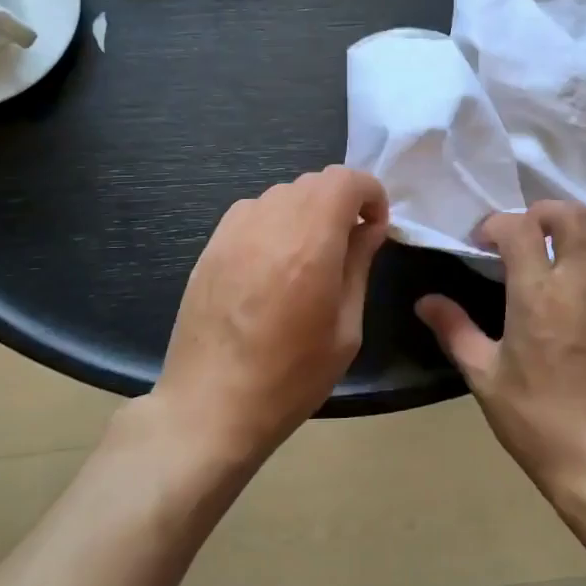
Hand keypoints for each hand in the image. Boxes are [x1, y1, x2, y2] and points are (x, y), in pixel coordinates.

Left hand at [152, 166, 389, 465]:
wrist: (210, 406)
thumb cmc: (290, 377)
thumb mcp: (346, 329)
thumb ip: (359, 266)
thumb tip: (370, 228)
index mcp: (310, 244)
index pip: (345, 180)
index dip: (370, 194)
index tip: (375, 228)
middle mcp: (271, 224)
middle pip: (315, 181)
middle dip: (342, 201)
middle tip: (349, 243)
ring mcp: (235, 231)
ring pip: (283, 193)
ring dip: (308, 210)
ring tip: (310, 254)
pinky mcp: (212, 245)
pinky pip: (253, 211)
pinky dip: (275, 221)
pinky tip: (273, 262)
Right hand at [416, 201, 585, 497]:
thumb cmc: (538, 420)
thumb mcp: (485, 376)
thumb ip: (454, 329)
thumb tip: (424, 301)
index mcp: (538, 294)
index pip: (519, 228)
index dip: (497, 224)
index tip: (486, 241)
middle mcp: (583, 281)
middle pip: (571, 215)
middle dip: (543, 212)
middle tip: (527, 232)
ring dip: (582, 228)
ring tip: (566, 245)